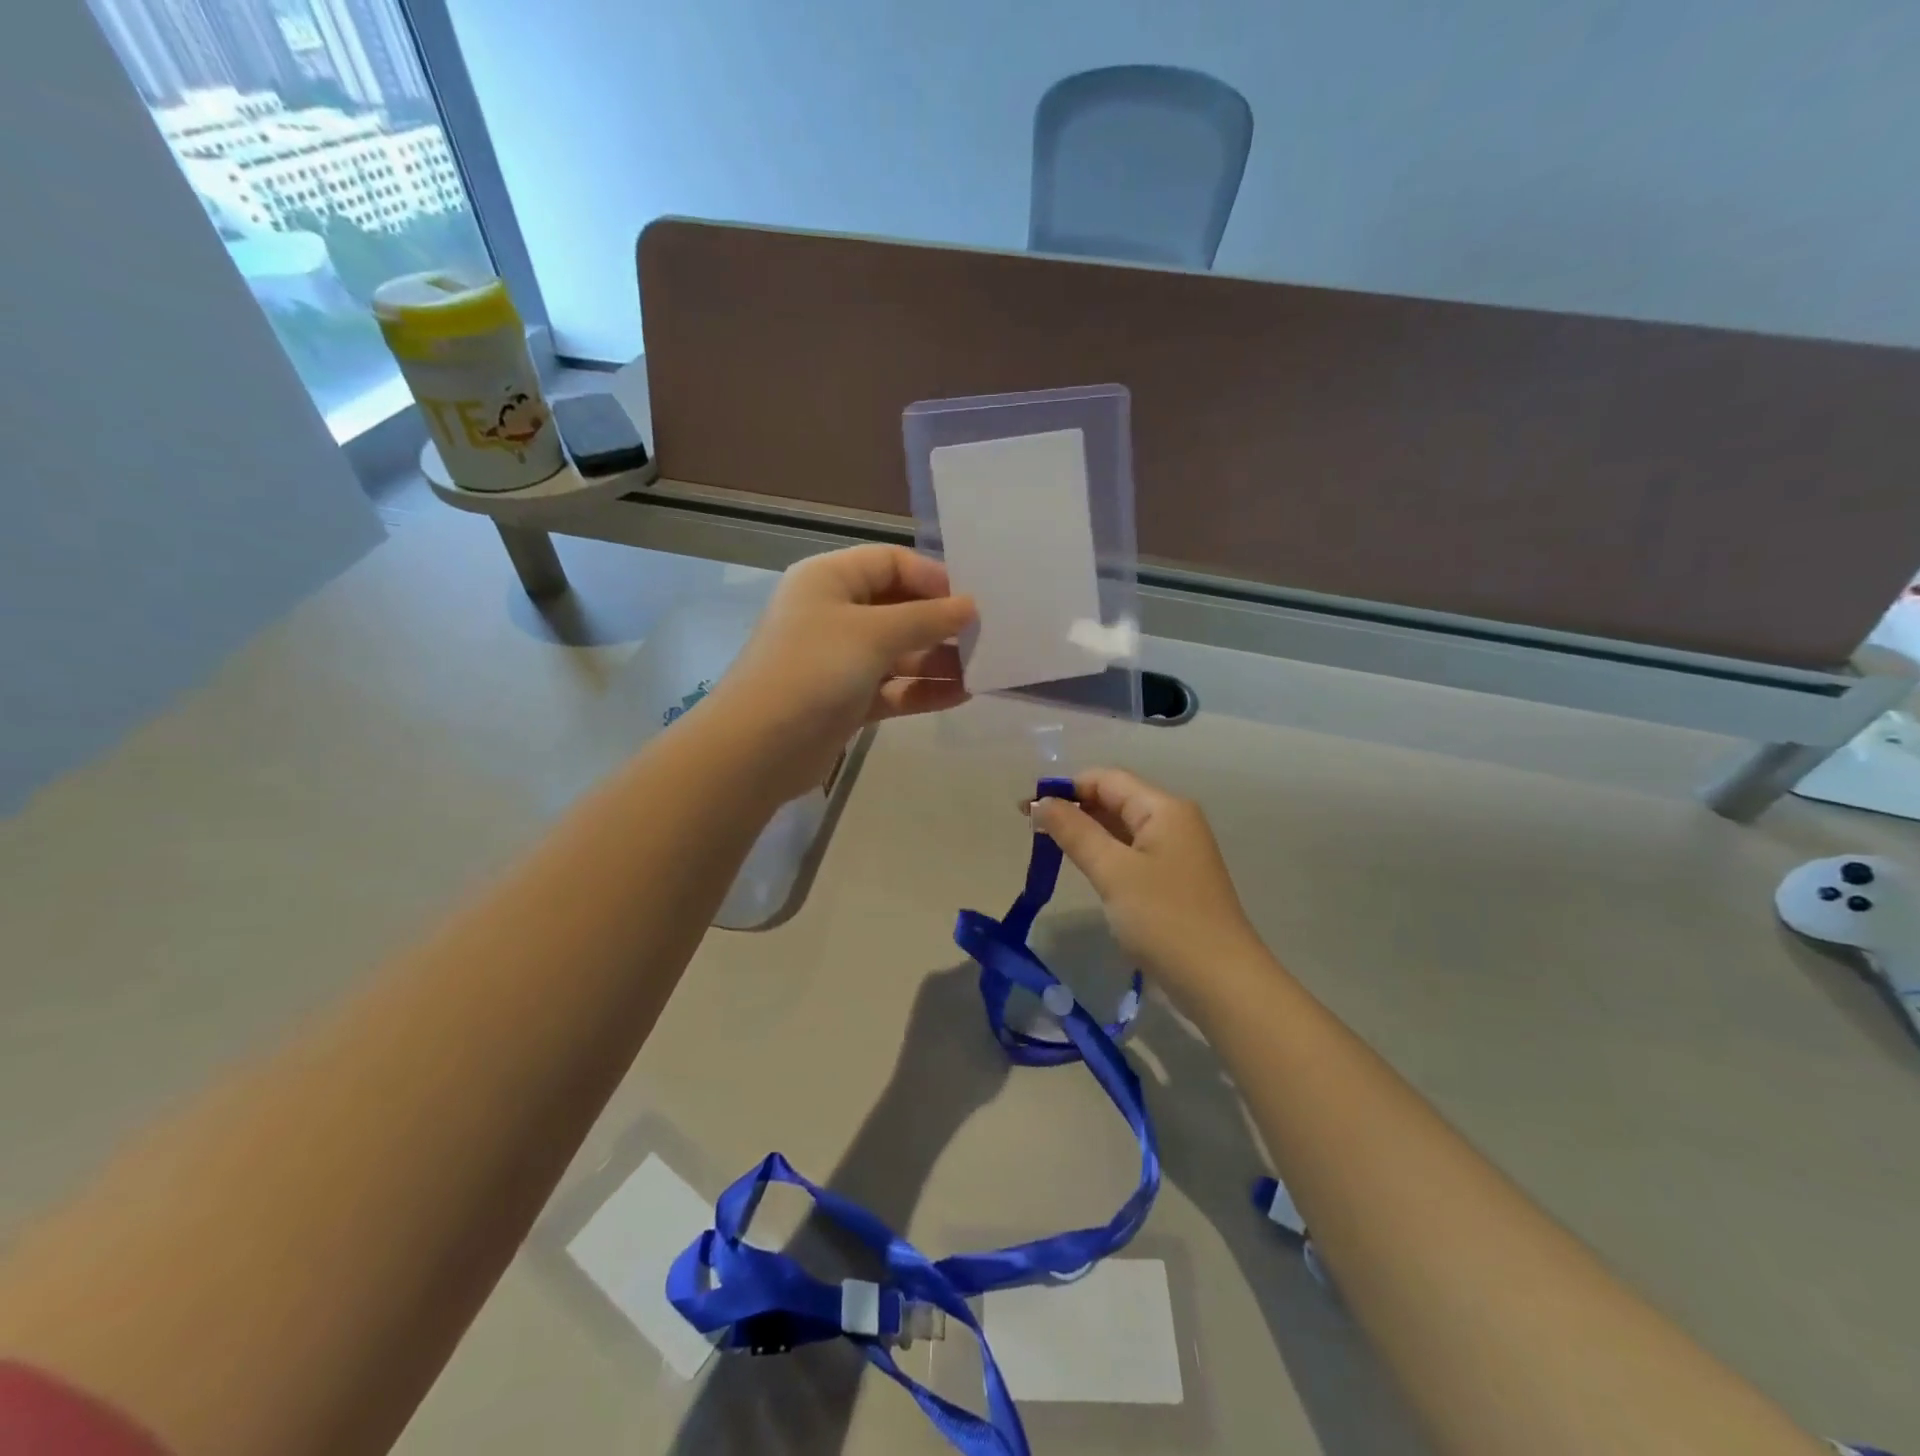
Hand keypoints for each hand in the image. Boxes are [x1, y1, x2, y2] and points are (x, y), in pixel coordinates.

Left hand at [709, 546, 975, 801]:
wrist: (758, 748)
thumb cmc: (813, 671)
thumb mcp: (872, 634)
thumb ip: (926, 618)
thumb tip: (970, 607)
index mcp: (830, 580)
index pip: (890, 562)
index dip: (932, 577)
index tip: (971, 601)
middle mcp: (834, 613)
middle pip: (899, 607)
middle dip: (941, 622)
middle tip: (986, 637)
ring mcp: (841, 659)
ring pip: (900, 652)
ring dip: (939, 660)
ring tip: (983, 670)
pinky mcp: (848, 700)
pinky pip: (894, 687)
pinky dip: (923, 690)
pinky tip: (962, 696)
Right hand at [1028, 769, 1264, 991]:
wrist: (1221, 983)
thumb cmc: (1165, 920)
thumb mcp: (1113, 872)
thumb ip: (1075, 832)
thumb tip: (1042, 802)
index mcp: (1164, 808)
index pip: (1106, 779)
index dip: (1065, 787)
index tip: (1026, 809)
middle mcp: (1174, 820)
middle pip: (1116, 799)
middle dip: (1074, 808)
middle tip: (1031, 830)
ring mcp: (1178, 851)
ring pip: (1123, 827)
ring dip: (1087, 832)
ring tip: (1050, 847)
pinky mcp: (1175, 879)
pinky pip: (1132, 852)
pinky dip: (1105, 853)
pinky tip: (1085, 868)